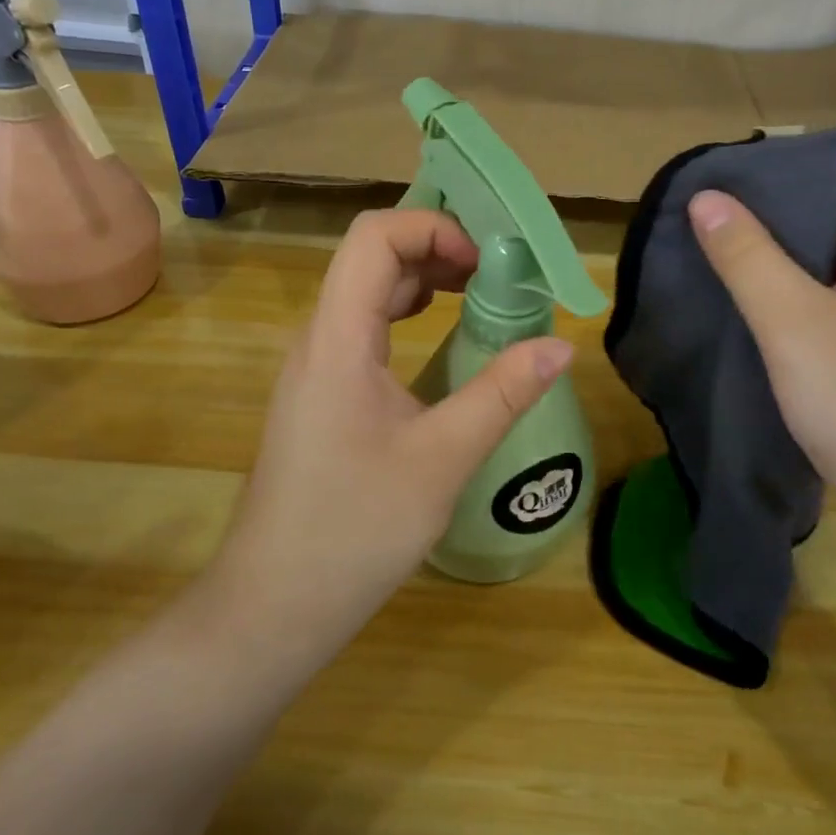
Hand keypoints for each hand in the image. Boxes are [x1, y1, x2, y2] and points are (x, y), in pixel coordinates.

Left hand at [202, 209, 574, 669]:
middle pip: (370, 258)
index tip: (485, 263)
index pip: (373, 237)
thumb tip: (561, 345)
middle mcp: (318, 338)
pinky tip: (440, 340)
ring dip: (422, 283)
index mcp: (337, 338)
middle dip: (435, 250)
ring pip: (366, 293)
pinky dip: (405, 317)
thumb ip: (502, 394)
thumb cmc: (354, 530)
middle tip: (495, 277)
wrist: (273, 605)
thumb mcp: (443, 459)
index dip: (431, 228)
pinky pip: (362, 330)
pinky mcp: (320, 395)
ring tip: (478, 298)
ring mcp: (314, 367)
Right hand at [686, 141, 835, 557]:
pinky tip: (751, 300)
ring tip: (717, 247)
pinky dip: (797, 286)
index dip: (798, 153)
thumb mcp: (794, 326)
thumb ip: (747, 256)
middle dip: (778, 201)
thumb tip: (705, 196)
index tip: (733, 169)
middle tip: (709, 209)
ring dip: (783, 248)